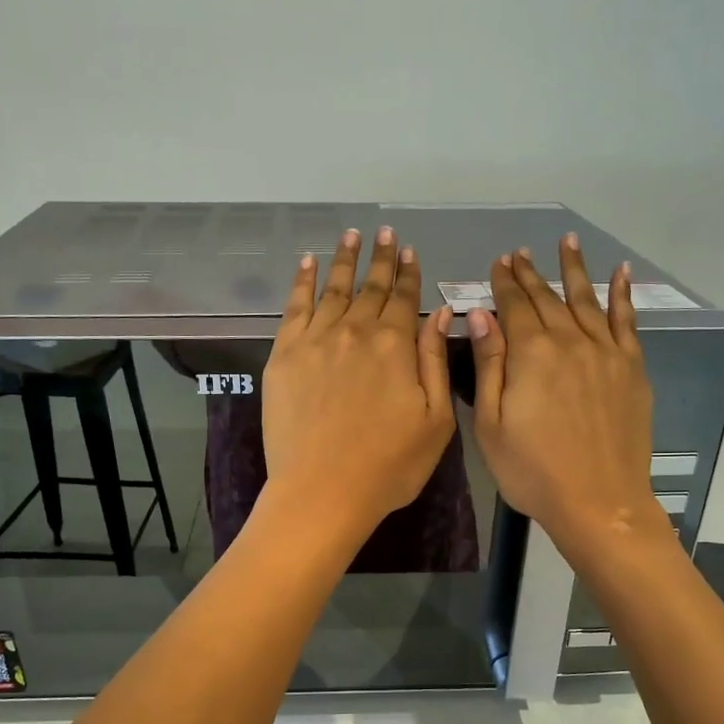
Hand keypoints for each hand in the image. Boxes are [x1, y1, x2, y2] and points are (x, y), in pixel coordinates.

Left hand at [261, 227, 456, 550]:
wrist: (322, 491)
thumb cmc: (389, 465)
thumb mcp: (435, 420)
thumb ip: (434, 361)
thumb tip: (440, 313)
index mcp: (395, 346)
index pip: (404, 299)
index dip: (408, 273)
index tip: (409, 250)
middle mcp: (354, 332)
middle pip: (370, 288)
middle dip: (380, 258)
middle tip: (384, 232)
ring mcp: (315, 341)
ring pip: (332, 289)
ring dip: (343, 261)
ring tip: (350, 235)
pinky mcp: (283, 356)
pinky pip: (294, 308)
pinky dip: (301, 282)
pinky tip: (307, 265)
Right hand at [466, 237, 663, 566]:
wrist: (598, 502)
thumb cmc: (532, 470)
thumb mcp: (491, 424)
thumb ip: (488, 364)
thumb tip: (480, 315)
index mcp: (531, 354)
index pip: (514, 306)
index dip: (504, 283)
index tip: (498, 263)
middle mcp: (570, 341)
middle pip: (547, 299)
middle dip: (530, 274)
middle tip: (520, 253)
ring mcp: (605, 352)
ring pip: (586, 300)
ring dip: (574, 270)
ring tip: (566, 243)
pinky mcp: (631, 368)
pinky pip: (627, 321)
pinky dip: (623, 294)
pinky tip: (621, 273)